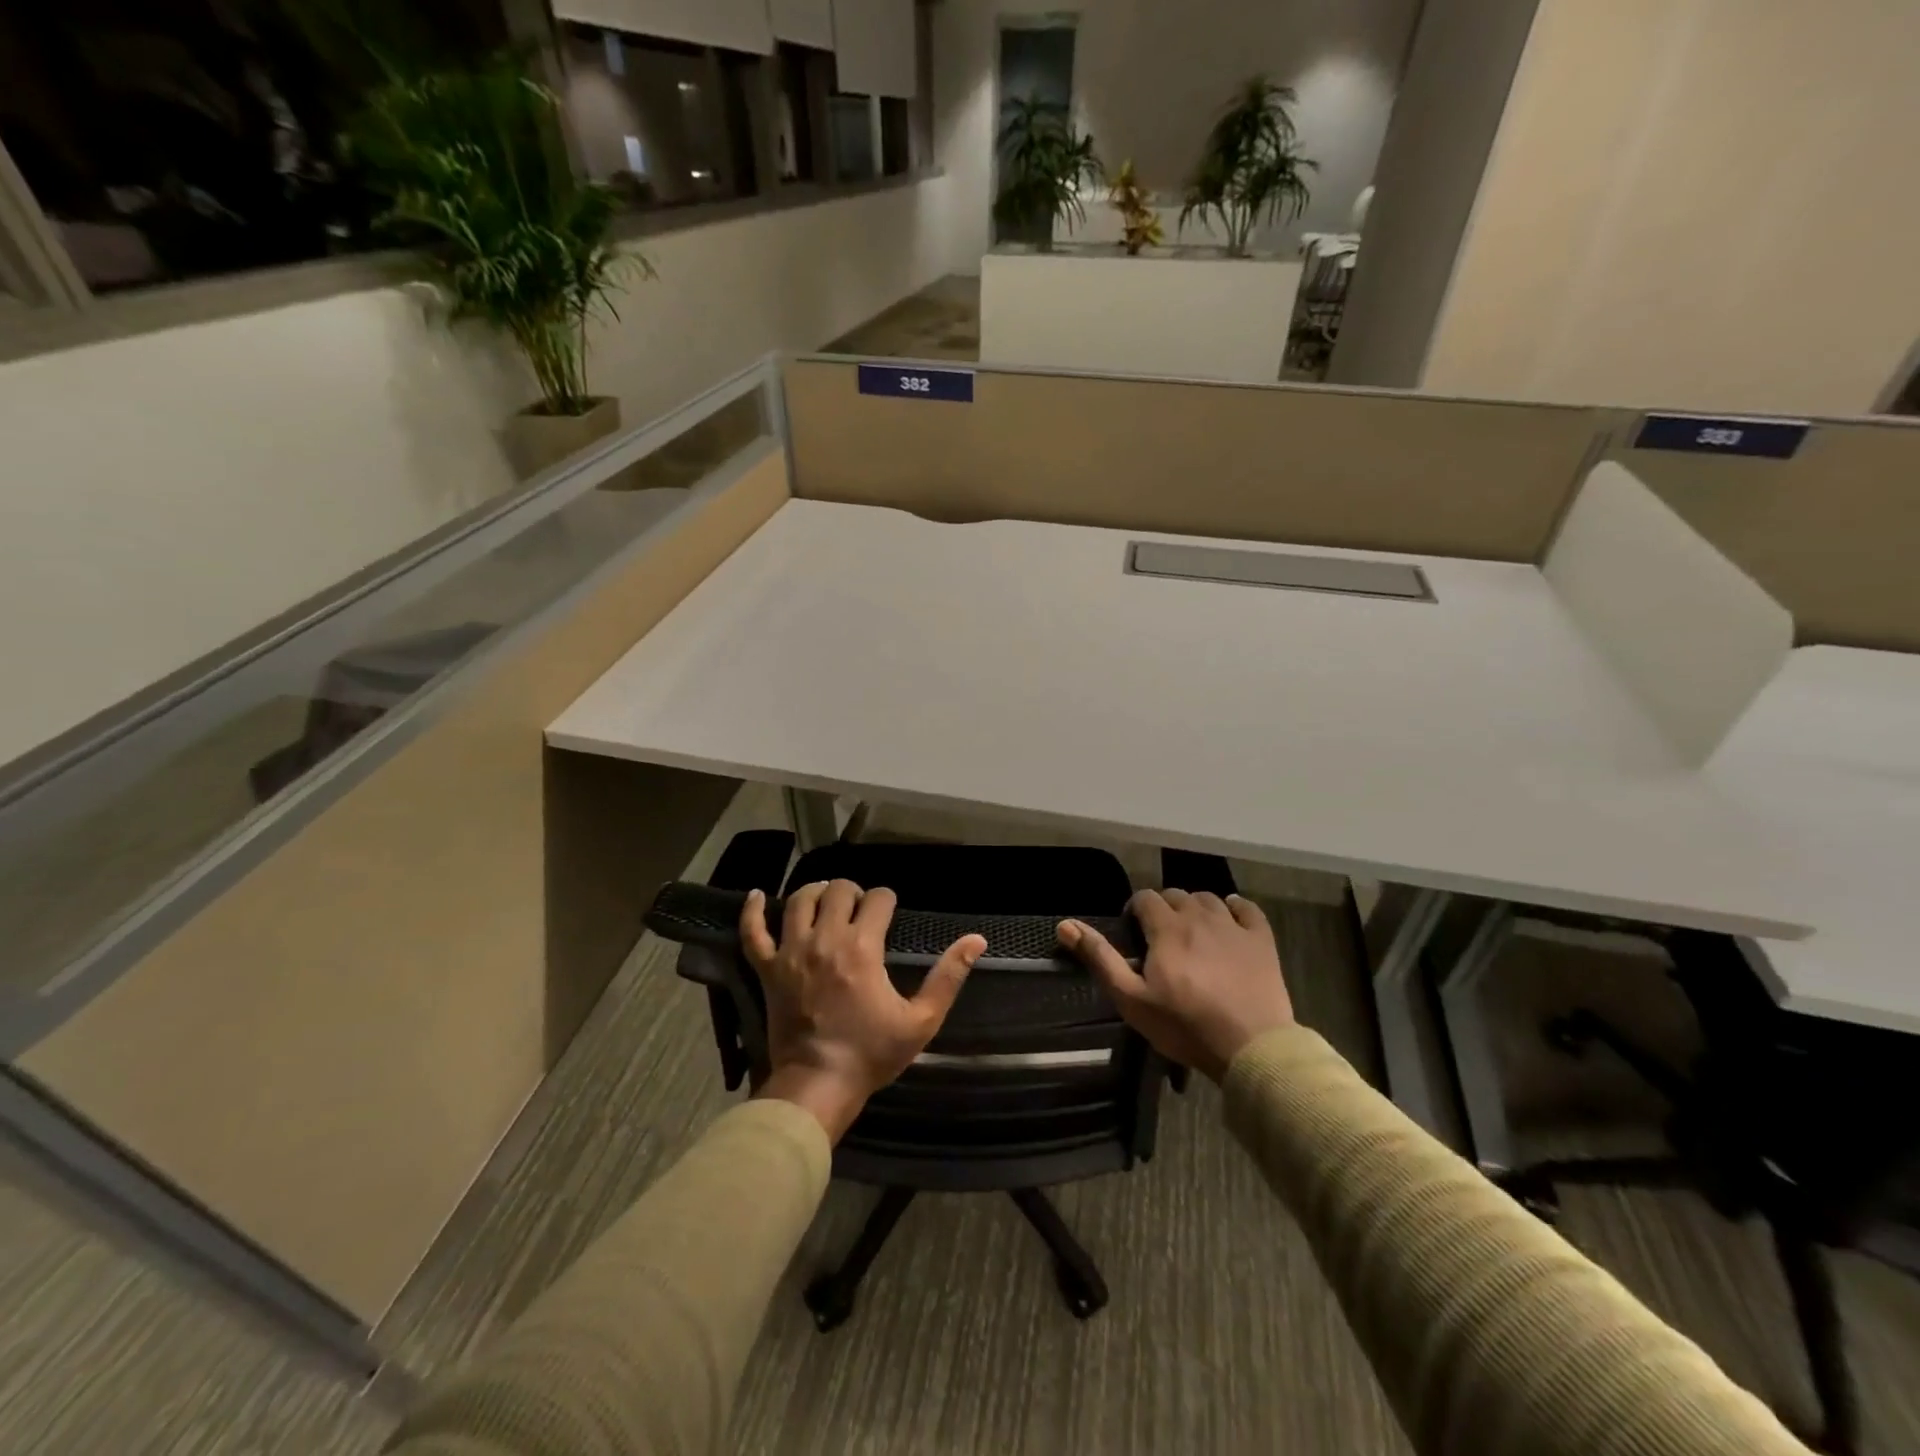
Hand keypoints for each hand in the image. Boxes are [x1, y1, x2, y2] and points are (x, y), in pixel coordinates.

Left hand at [741, 880, 985, 1141]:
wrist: (817, 1086)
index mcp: (862, 948)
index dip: (887, 899)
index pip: (877, 899)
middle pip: (837, 890)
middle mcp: (824, 939)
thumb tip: (977, 940)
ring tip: (826, 898)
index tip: (890, 910)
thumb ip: (948, 977)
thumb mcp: (921, 1020)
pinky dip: (752, 911)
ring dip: (815, 892)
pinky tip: (757, 895)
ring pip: (798, 901)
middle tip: (860, 907)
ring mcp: (791, 952)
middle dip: (853, 891)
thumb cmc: (870, 1054)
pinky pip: (752, 932)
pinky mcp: (767, 969)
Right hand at [1059, 889, 1292, 1081]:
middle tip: (1160, 938)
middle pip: (1176, 894)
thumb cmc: (1184, 1026)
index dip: (1135, 910)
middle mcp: (1199, 916)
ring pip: (1209, 898)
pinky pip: (1247, 908)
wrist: (1251, 1047)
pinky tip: (1230, 920)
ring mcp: (1234, 926)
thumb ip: (1100, 958)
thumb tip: (1065, 925)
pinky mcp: (1262, 940)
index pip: (1145, 898)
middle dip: (1164, 908)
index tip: (1133, 933)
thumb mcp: (1131, 999)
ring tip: (1192, 932)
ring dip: (1195, 908)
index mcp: (1166, 928)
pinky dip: (1235, 908)